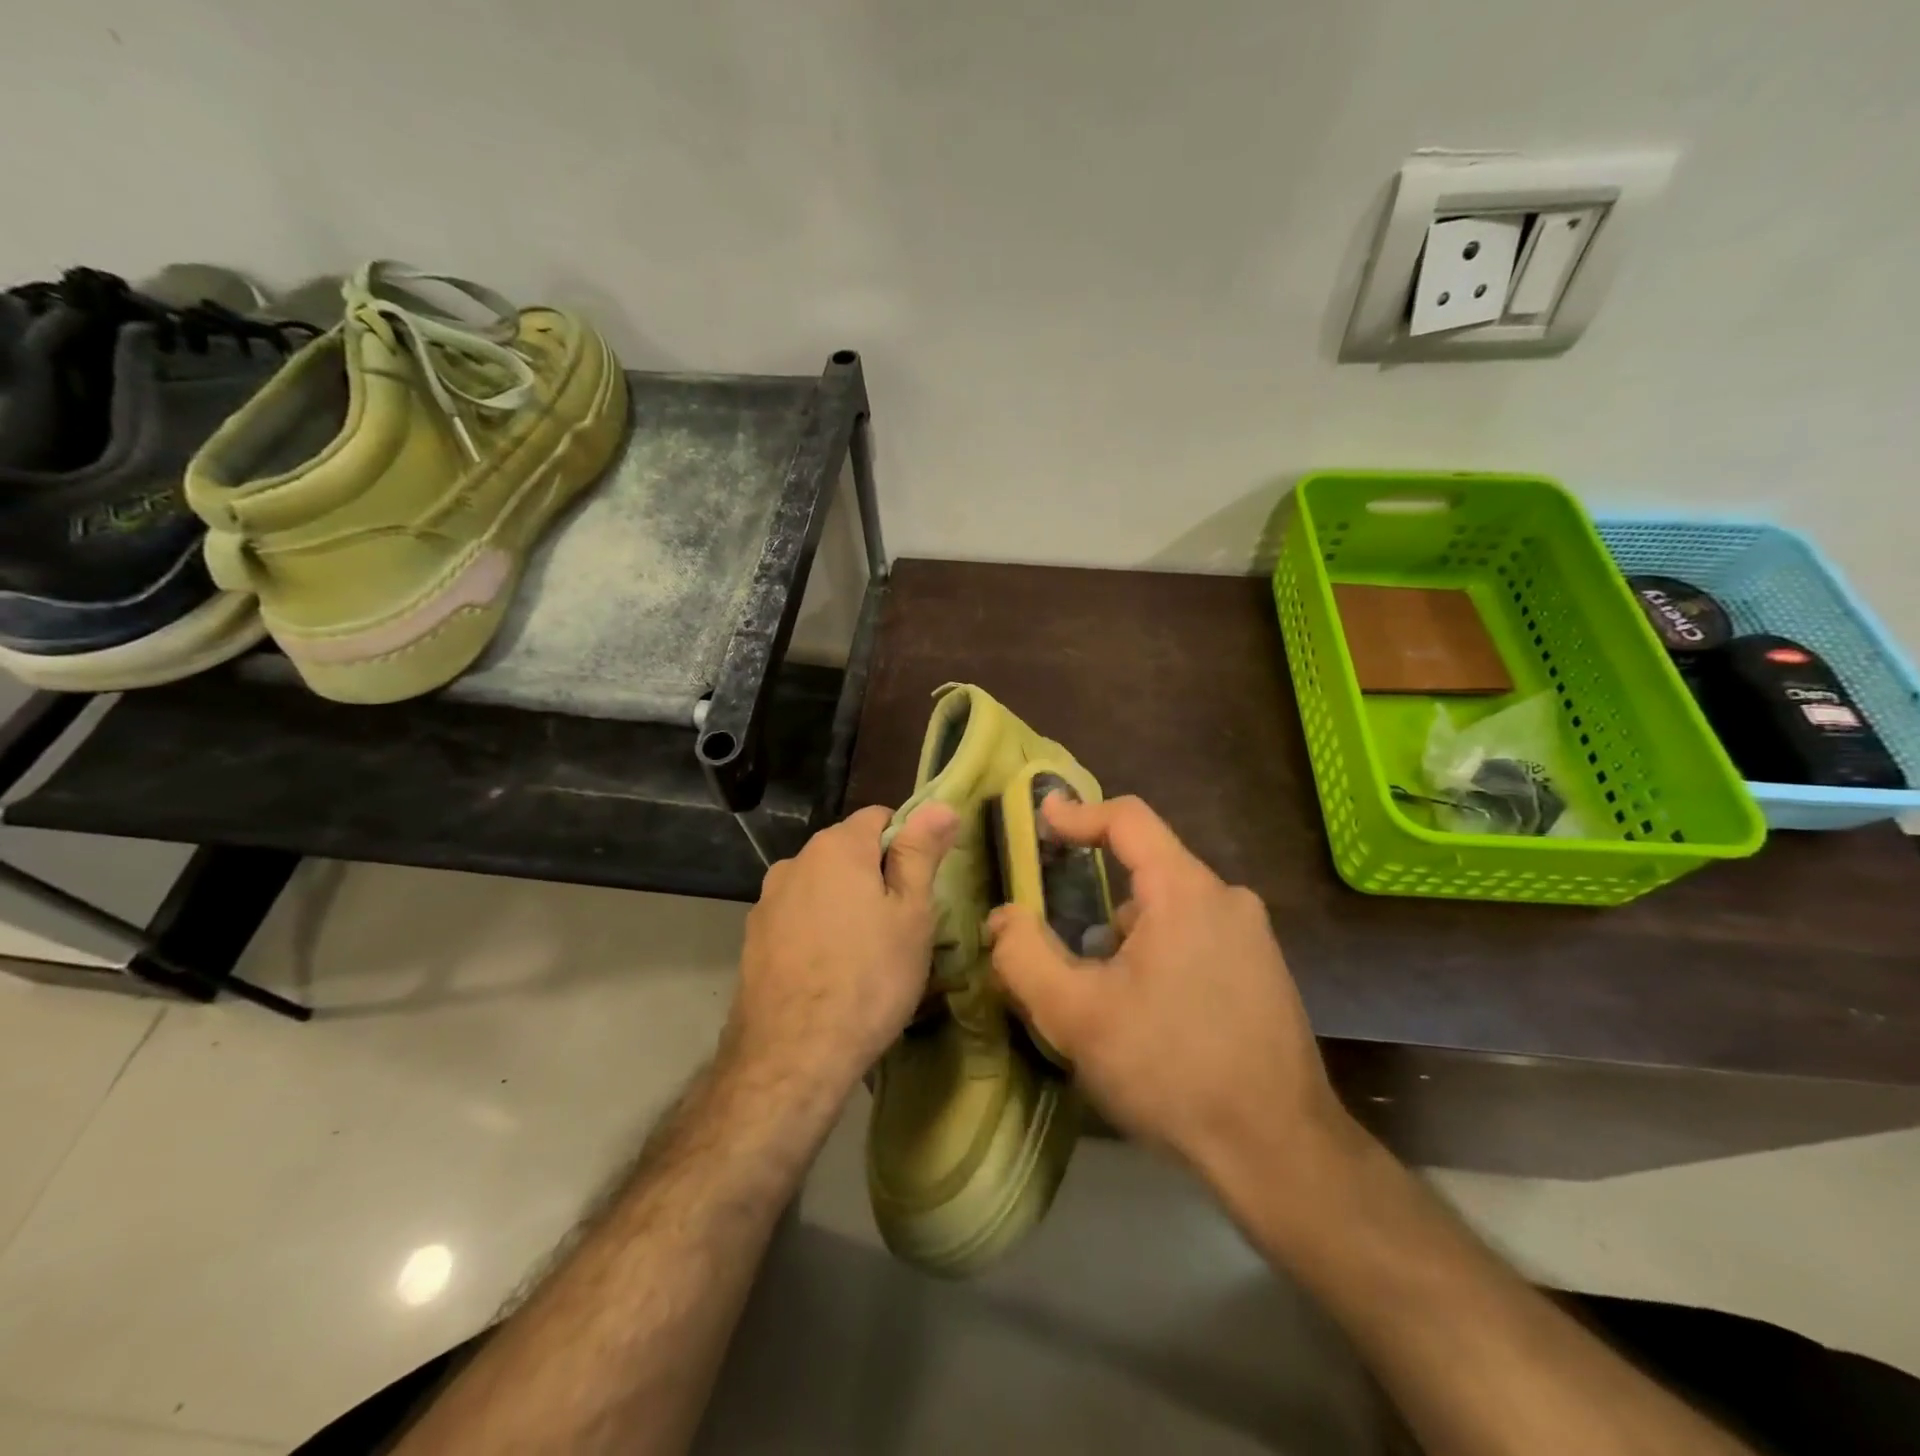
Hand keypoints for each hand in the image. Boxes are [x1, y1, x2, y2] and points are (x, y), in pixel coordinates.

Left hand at [729, 802, 959, 1097]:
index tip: (920, 885)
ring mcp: (768, 901)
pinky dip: (816, 932)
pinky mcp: (754, 938)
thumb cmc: (869, 977)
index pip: (879, 817)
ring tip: (864, 955)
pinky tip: (829, 973)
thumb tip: (940, 806)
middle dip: (875, 876)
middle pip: (847, 852)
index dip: (907, 844)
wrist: (793, 1054)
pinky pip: (797, 919)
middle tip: (900, 926)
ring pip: (821, 888)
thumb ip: (921, 853)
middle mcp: (795, 861)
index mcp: (837, 847)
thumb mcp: (912, 913)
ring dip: (844, 905)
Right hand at [988, 795, 1354, 1189]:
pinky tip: (1147, 1015)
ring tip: (1101, 992)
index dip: (1079, 813)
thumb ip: (1024, 955)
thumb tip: (1003, 916)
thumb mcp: (1076, 1015)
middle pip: (1146, 870)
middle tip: (1058, 940)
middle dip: (1095, 897)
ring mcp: (1253, 937)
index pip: (1128, 819)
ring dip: (1127, 936)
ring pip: (1170, 910)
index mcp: (1186, 891)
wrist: (1278, 1153)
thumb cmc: (1171, 1070)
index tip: (1042, 819)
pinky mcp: (1264, 972)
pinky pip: (1197, 937)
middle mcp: (1227, 899)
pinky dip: (1160, 954)